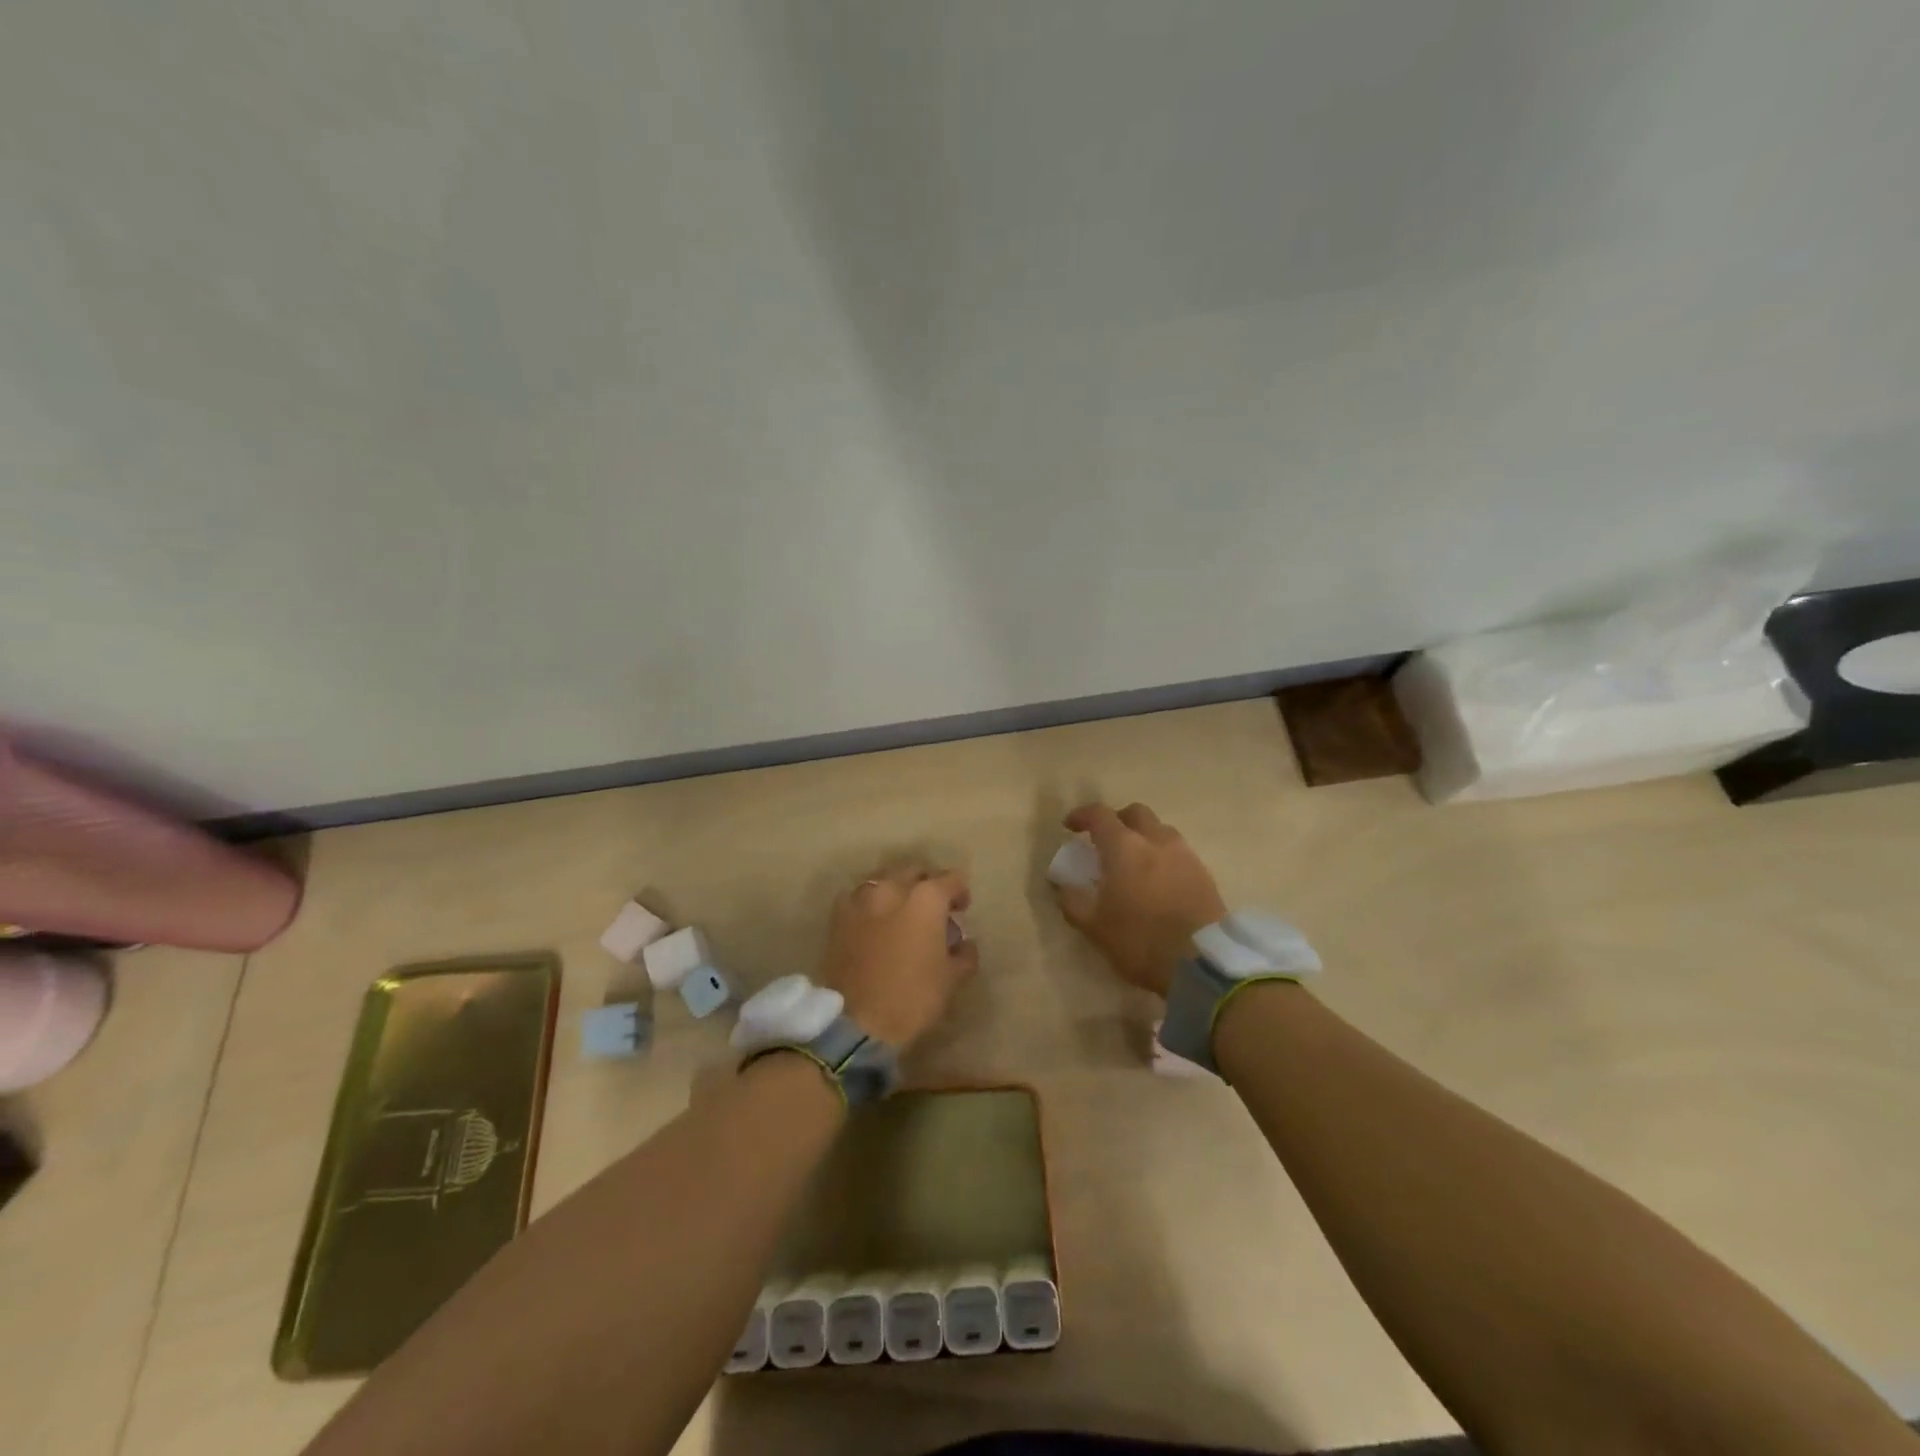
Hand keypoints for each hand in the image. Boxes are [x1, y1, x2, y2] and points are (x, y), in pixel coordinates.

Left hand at [816, 862, 978, 1048]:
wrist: (856, 1021)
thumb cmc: (912, 997)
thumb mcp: (951, 979)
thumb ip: (963, 954)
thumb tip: (963, 943)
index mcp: (927, 898)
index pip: (951, 879)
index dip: (960, 892)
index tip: (962, 909)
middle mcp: (893, 887)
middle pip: (915, 871)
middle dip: (927, 884)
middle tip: (933, 908)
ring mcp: (862, 898)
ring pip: (885, 880)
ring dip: (897, 889)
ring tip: (901, 913)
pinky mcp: (838, 915)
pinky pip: (860, 897)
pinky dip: (871, 903)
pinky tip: (875, 921)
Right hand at [1051, 802, 1226, 996]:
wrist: (1202, 962)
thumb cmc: (1140, 940)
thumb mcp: (1094, 927)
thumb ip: (1073, 901)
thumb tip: (1062, 885)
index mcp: (1124, 847)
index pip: (1099, 814)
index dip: (1081, 815)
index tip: (1070, 826)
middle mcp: (1156, 840)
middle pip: (1136, 813)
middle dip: (1117, 820)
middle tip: (1105, 841)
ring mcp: (1185, 854)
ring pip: (1160, 830)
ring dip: (1143, 837)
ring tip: (1134, 862)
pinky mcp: (1204, 873)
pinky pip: (1179, 852)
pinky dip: (1163, 857)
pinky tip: (1158, 881)